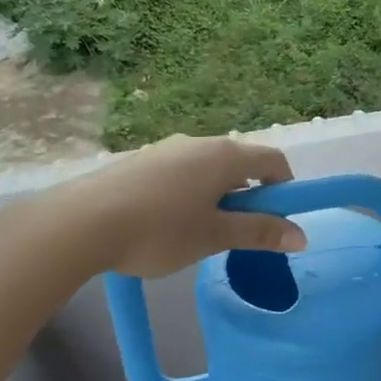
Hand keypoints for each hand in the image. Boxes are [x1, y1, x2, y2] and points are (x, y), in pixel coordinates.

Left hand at [5, 133, 307, 283]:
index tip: (280, 218)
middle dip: (251, 195)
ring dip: (220, 196)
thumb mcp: (215, 236)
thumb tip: (301, 236)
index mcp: (224, 156)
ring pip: (208, 169)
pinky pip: (181, 173)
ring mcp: (165, 150)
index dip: (285, 187)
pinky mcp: (139, 162)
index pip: (273, 160)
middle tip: (241, 232)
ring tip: (203, 233)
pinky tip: (170, 225)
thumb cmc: (159, 231)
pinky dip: (191, 194)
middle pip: (240, 163)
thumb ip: (260, 233)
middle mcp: (197, 143)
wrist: (78, 225)